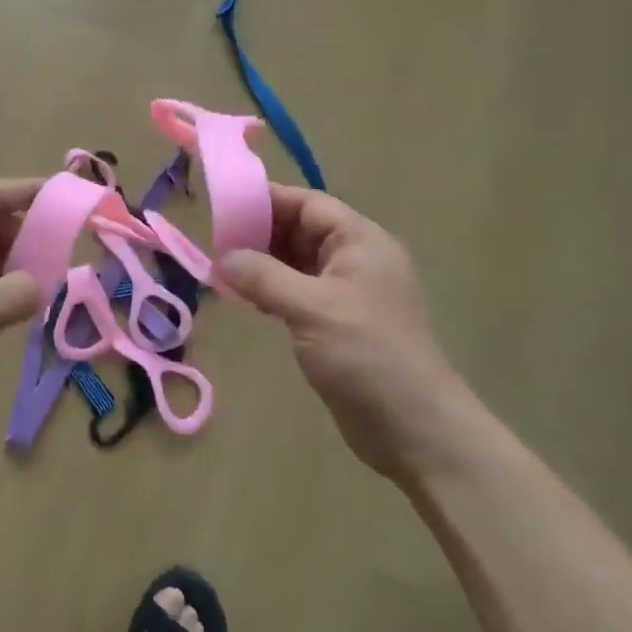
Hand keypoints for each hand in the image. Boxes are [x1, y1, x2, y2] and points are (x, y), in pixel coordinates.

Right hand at [218, 185, 475, 480]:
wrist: (416, 431)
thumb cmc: (367, 356)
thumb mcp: (311, 308)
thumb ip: (263, 277)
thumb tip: (222, 259)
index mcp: (361, 242)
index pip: (308, 204)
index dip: (267, 201)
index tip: (223, 207)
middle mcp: (356, 260)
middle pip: (301, 230)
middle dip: (260, 233)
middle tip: (215, 242)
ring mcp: (349, 293)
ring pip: (297, 262)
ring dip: (262, 264)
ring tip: (222, 270)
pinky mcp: (339, 323)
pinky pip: (299, 292)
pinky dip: (272, 290)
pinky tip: (246, 299)